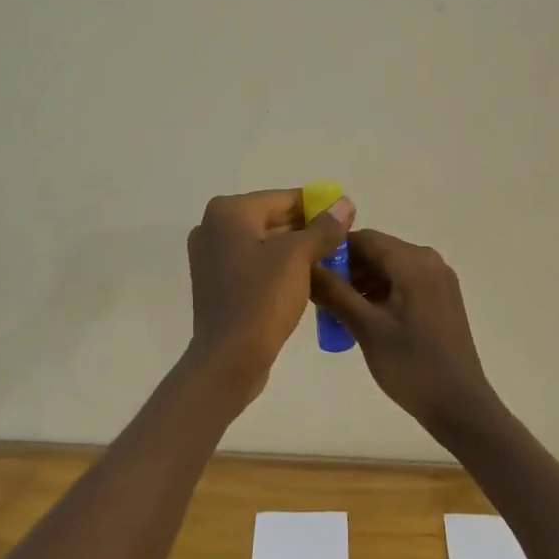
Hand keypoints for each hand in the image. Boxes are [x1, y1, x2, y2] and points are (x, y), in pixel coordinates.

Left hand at [184, 188, 354, 393]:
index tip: (346, 221)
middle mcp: (214, 227)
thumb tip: (345, 203)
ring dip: (296, 250)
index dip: (318, 208)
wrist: (229, 359)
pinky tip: (305, 281)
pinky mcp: (217, 283)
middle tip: (342, 245)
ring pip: (265, 243)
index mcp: (228, 212)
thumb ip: (323, 228)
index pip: (284, 198)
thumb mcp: (298, 257)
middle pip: (273, 218)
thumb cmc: (262, 299)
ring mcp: (212, 257)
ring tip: (330, 263)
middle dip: (308, 230)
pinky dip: (278, 267)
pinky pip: (254, 264)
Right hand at [309, 229, 500, 439]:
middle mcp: (429, 261)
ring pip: (389, 269)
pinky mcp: (441, 299)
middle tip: (320, 298)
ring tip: (336, 312)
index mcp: (413, 261)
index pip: (364, 239)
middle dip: (347, 271)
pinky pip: (403, 284)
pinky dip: (380, 294)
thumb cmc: (411, 364)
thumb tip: (305, 266)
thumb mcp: (366, 327)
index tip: (309, 274)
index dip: (333, 252)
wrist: (459, 405)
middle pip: (378, 252)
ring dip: (362, 284)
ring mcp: (439, 280)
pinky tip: (362, 318)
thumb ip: (334, 292)